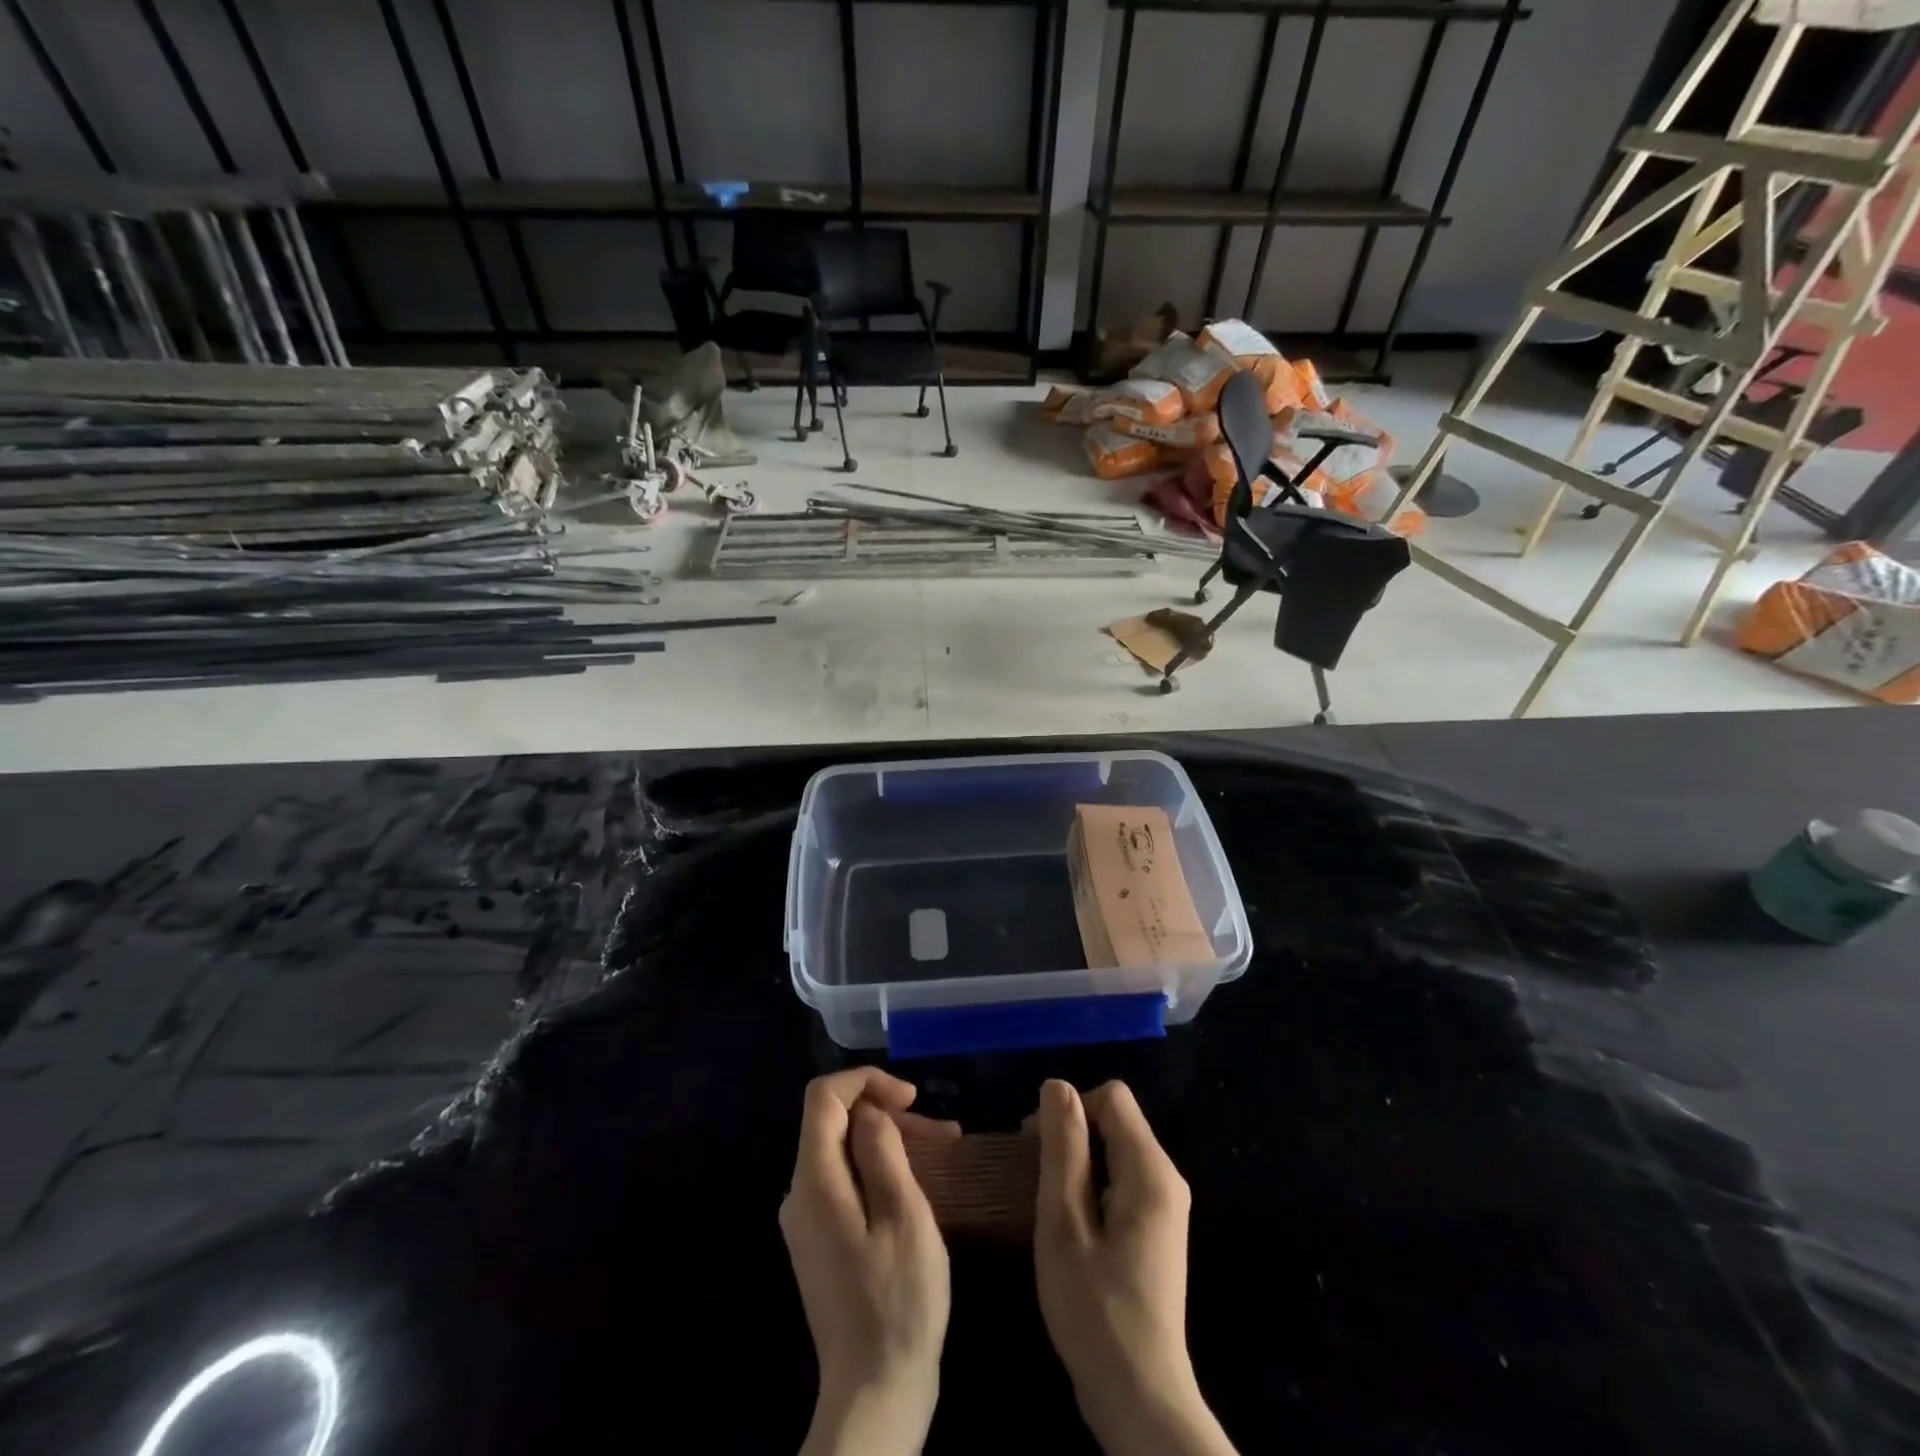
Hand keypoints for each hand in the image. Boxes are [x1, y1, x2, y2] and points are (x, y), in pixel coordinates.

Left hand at [782, 1068, 955, 1455]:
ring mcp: (808, 1221)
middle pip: (835, 1123)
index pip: (823, 1097)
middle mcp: (800, 1194)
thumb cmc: (898, 1302)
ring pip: (843, 1151)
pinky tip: (918, 1183)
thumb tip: (869, 1112)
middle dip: (886, 1114)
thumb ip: (882, 1152)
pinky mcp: (821, 1242)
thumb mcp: (903, 1216)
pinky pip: (845, 1181)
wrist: (875, 1395)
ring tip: (943, 1149)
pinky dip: (880, 1168)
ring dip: (889, 1141)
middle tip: (940, 1132)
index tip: (911, 1098)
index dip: (866, 1081)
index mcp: (814, 1182)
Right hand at [1032, 1079, 1237, 1455]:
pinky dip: (1092, 1186)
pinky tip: (1070, 1225)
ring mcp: (1165, 1207)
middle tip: (1033, 1177)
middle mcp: (1167, 1179)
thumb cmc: (1095, 1310)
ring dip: (1078, 1163)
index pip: (1112, 1097)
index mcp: (1151, 1170)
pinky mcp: (1157, 1231)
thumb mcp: (1065, 1223)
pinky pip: (1121, 1180)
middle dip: (1072, 1136)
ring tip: (1047, 1204)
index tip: (1035, 1145)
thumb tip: (1058, 1085)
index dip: (1070, 1108)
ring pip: (1116, 1151)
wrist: (1140, 1399)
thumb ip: (1063, 1148)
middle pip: (1115, 1121)